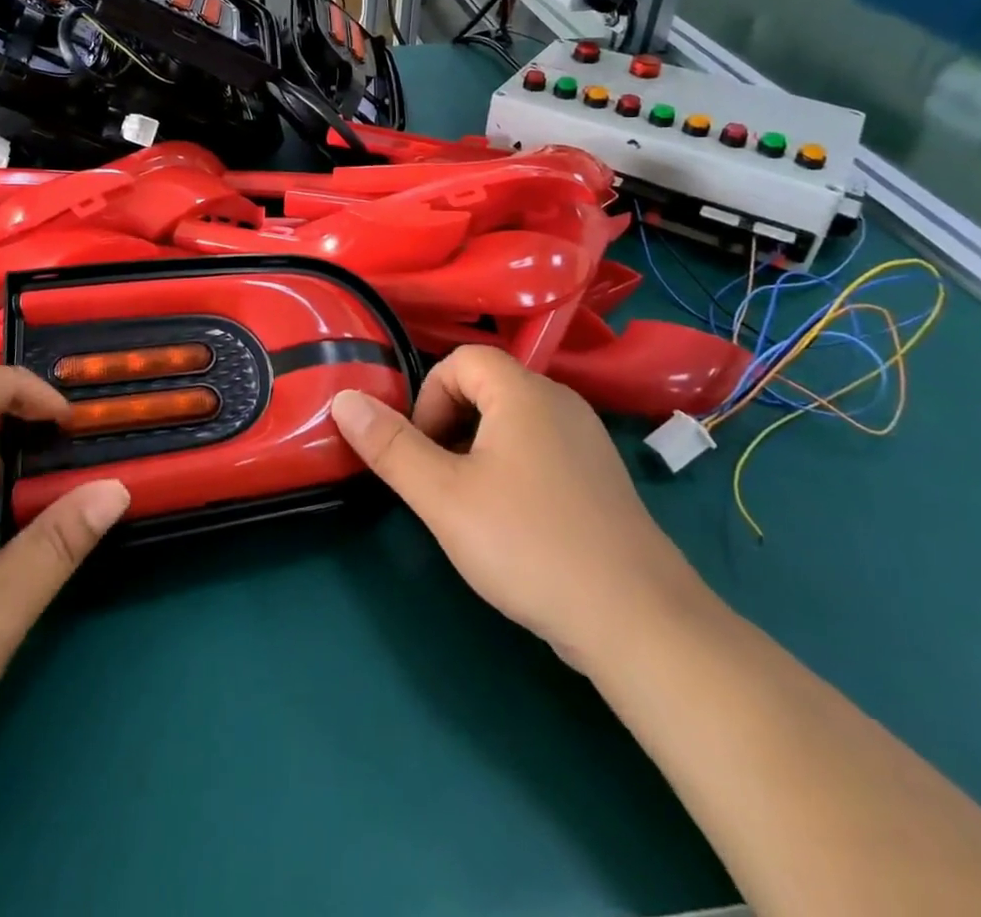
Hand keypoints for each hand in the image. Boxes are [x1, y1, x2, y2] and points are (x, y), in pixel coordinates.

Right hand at [331, 347, 696, 672]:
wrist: (637, 619)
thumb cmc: (529, 544)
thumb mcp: (444, 496)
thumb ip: (391, 446)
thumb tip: (343, 399)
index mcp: (524, 392)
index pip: (461, 360)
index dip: (429, 398)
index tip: (421, 452)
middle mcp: (560, 402)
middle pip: (486, 387)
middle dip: (448, 425)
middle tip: (439, 482)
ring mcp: (586, 439)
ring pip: (512, 421)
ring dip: (477, 450)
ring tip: (470, 506)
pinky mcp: (600, 477)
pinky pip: (540, 448)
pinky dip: (512, 468)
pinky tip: (512, 524)